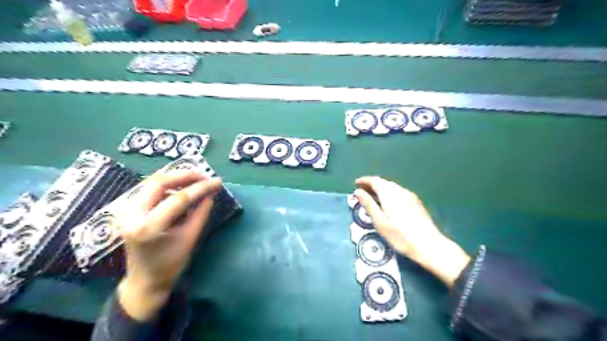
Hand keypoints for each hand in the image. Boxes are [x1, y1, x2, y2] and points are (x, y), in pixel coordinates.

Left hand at [114, 171, 222, 318]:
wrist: (144, 281)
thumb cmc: (169, 265)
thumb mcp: (190, 239)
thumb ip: (200, 214)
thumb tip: (210, 194)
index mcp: (148, 227)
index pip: (178, 199)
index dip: (201, 188)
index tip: (217, 182)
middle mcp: (132, 215)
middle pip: (159, 182)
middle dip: (185, 175)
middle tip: (205, 176)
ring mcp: (127, 211)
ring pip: (153, 182)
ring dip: (177, 178)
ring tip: (197, 180)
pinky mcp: (129, 210)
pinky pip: (150, 190)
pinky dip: (169, 185)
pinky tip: (183, 188)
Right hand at [357, 177, 468, 285]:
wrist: (429, 246)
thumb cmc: (401, 237)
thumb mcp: (381, 223)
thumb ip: (369, 205)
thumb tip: (358, 191)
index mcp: (390, 195)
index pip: (375, 181)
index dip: (365, 180)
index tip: (356, 184)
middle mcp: (400, 191)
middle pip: (384, 182)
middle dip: (372, 184)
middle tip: (362, 191)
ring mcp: (410, 196)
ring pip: (392, 186)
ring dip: (380, 188)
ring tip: (372, 196)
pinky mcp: (416, 202)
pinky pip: (398, 191)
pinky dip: (388, 192)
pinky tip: (387, 202)